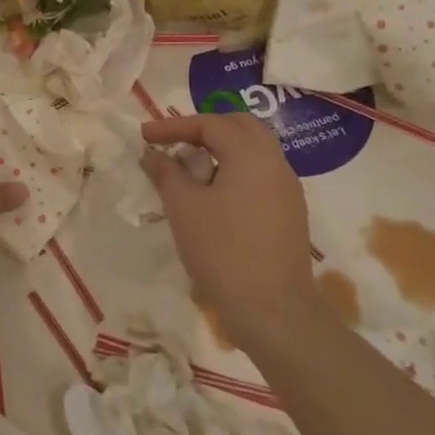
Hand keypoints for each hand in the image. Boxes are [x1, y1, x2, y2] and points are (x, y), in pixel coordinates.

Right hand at [140, 111, 315, 329]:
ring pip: (254, 151)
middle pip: (240, 127)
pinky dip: (235, 170)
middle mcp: (275, 163)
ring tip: (191, 168)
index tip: (145, 136)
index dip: (174, 126)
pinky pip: (261, 175)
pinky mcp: (290, 213)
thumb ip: (166, 172)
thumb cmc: (222, 250)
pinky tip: (214, 195)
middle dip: (204, 129)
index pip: (210, 124)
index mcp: (251, 155)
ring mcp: (288, 190)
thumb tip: (152, 154)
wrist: (273, 311)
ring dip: (221, 150)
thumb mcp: (183, 207)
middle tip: (175, 142)